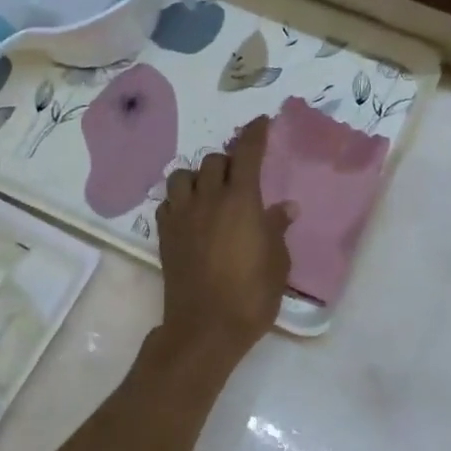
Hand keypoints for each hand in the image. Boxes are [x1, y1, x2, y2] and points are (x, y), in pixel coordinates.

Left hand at [152, 116, 293, 373]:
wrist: (205, 327)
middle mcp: (208, 199)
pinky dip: (179, 200)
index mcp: (241, 200)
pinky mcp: (164, 234)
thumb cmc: (251, 295)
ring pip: (183, 175)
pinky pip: (168, 202)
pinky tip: (190, 214)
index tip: (262, 122)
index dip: (255, 133)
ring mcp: (182, 215)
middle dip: (229, 160)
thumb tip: (285, 208)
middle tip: (241, 174)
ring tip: (210, 191)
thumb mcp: (277, 262)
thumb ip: (278, 229)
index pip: (247, 152)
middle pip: (214, 160)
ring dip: (198, 176)